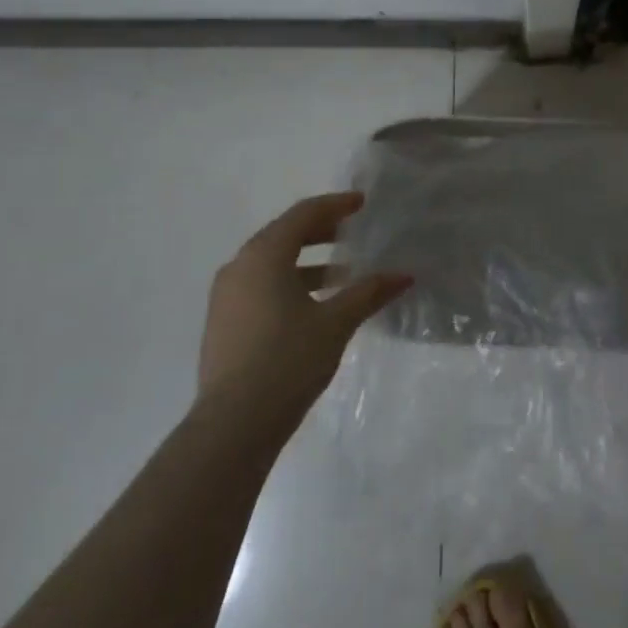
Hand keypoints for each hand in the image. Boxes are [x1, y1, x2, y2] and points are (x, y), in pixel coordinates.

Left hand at [198, 192, 411, 426]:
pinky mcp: (223, 323)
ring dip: (306, 262)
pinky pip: (259, 286)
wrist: (234, 424)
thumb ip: (369, 293)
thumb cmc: (288, 360)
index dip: (335, 205)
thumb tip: (404, 276)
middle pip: (283, 235)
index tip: (361, 203)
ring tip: (341, 274)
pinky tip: (313, 305)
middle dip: (320, 231)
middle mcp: (239, 267)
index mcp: (264, 256)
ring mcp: (225, 296)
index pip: (302, 215)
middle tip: (352, 232)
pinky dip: (288, 283)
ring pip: (270, 263)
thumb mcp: (336, 323)